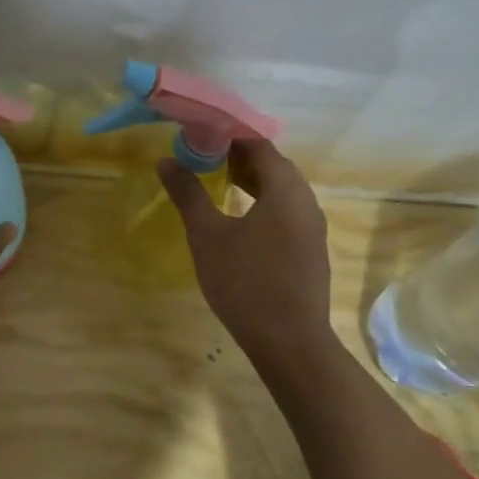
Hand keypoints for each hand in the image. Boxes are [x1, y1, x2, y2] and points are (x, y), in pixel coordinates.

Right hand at [157, 138, 332, 360]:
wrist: (289, 341)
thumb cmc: (245, 282)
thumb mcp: (208, 236)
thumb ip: (188, 194)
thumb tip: (166, 161)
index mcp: (285, 189)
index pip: (259, 146)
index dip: (229, 137)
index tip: (200, 138)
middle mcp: (306, 201)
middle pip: (274, 166)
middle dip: (239, 158)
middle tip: (204, 160)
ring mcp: (313, 227)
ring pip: (282, 191)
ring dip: (252, 183)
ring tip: (219, 185)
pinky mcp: (311, 250)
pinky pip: (287, 213)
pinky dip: (264, 205)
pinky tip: (241, 221)